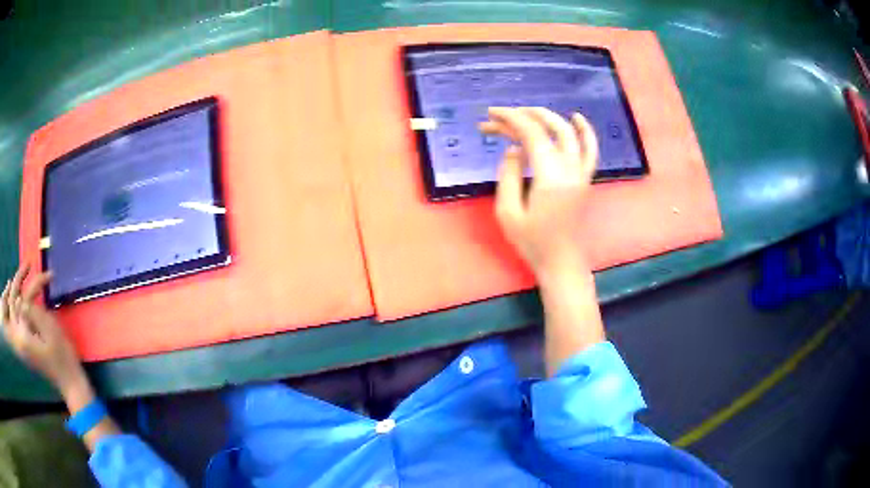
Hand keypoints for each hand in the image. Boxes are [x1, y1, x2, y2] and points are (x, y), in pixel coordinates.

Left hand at [1, 265, 84, 394]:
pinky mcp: (25, 344)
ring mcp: (22, 343)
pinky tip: (23, 295)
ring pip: (14, 310)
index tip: (35, 267)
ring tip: (24, 274)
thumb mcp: (49, 330)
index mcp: (23, 336)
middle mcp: (19, 339)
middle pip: (13, 302)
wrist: (69, 382)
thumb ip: (32, 312)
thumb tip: (21, 300)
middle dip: (18, 280)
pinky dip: (19, 304)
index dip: (26, 281)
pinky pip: (18, 318)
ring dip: (18, 290)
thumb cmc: (62, 356)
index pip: (19, 299)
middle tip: (28, 263)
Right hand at [480, 107, 598, 280]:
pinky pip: (590, 149)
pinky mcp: (585, 179)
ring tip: (526, 111)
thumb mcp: (508, 212)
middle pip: (549, 128)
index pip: (531, 134)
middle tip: (500, 117)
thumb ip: (508, 175)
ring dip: (547, 117)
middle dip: (523, 116)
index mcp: (550, 177)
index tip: (490, 115)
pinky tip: (576, 117)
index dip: (510, 119)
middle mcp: (570, 169)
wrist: (561, 263)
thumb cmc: (532, 242)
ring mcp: (581, 173)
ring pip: (569, 133)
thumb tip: (514, 150)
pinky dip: (585, 131)